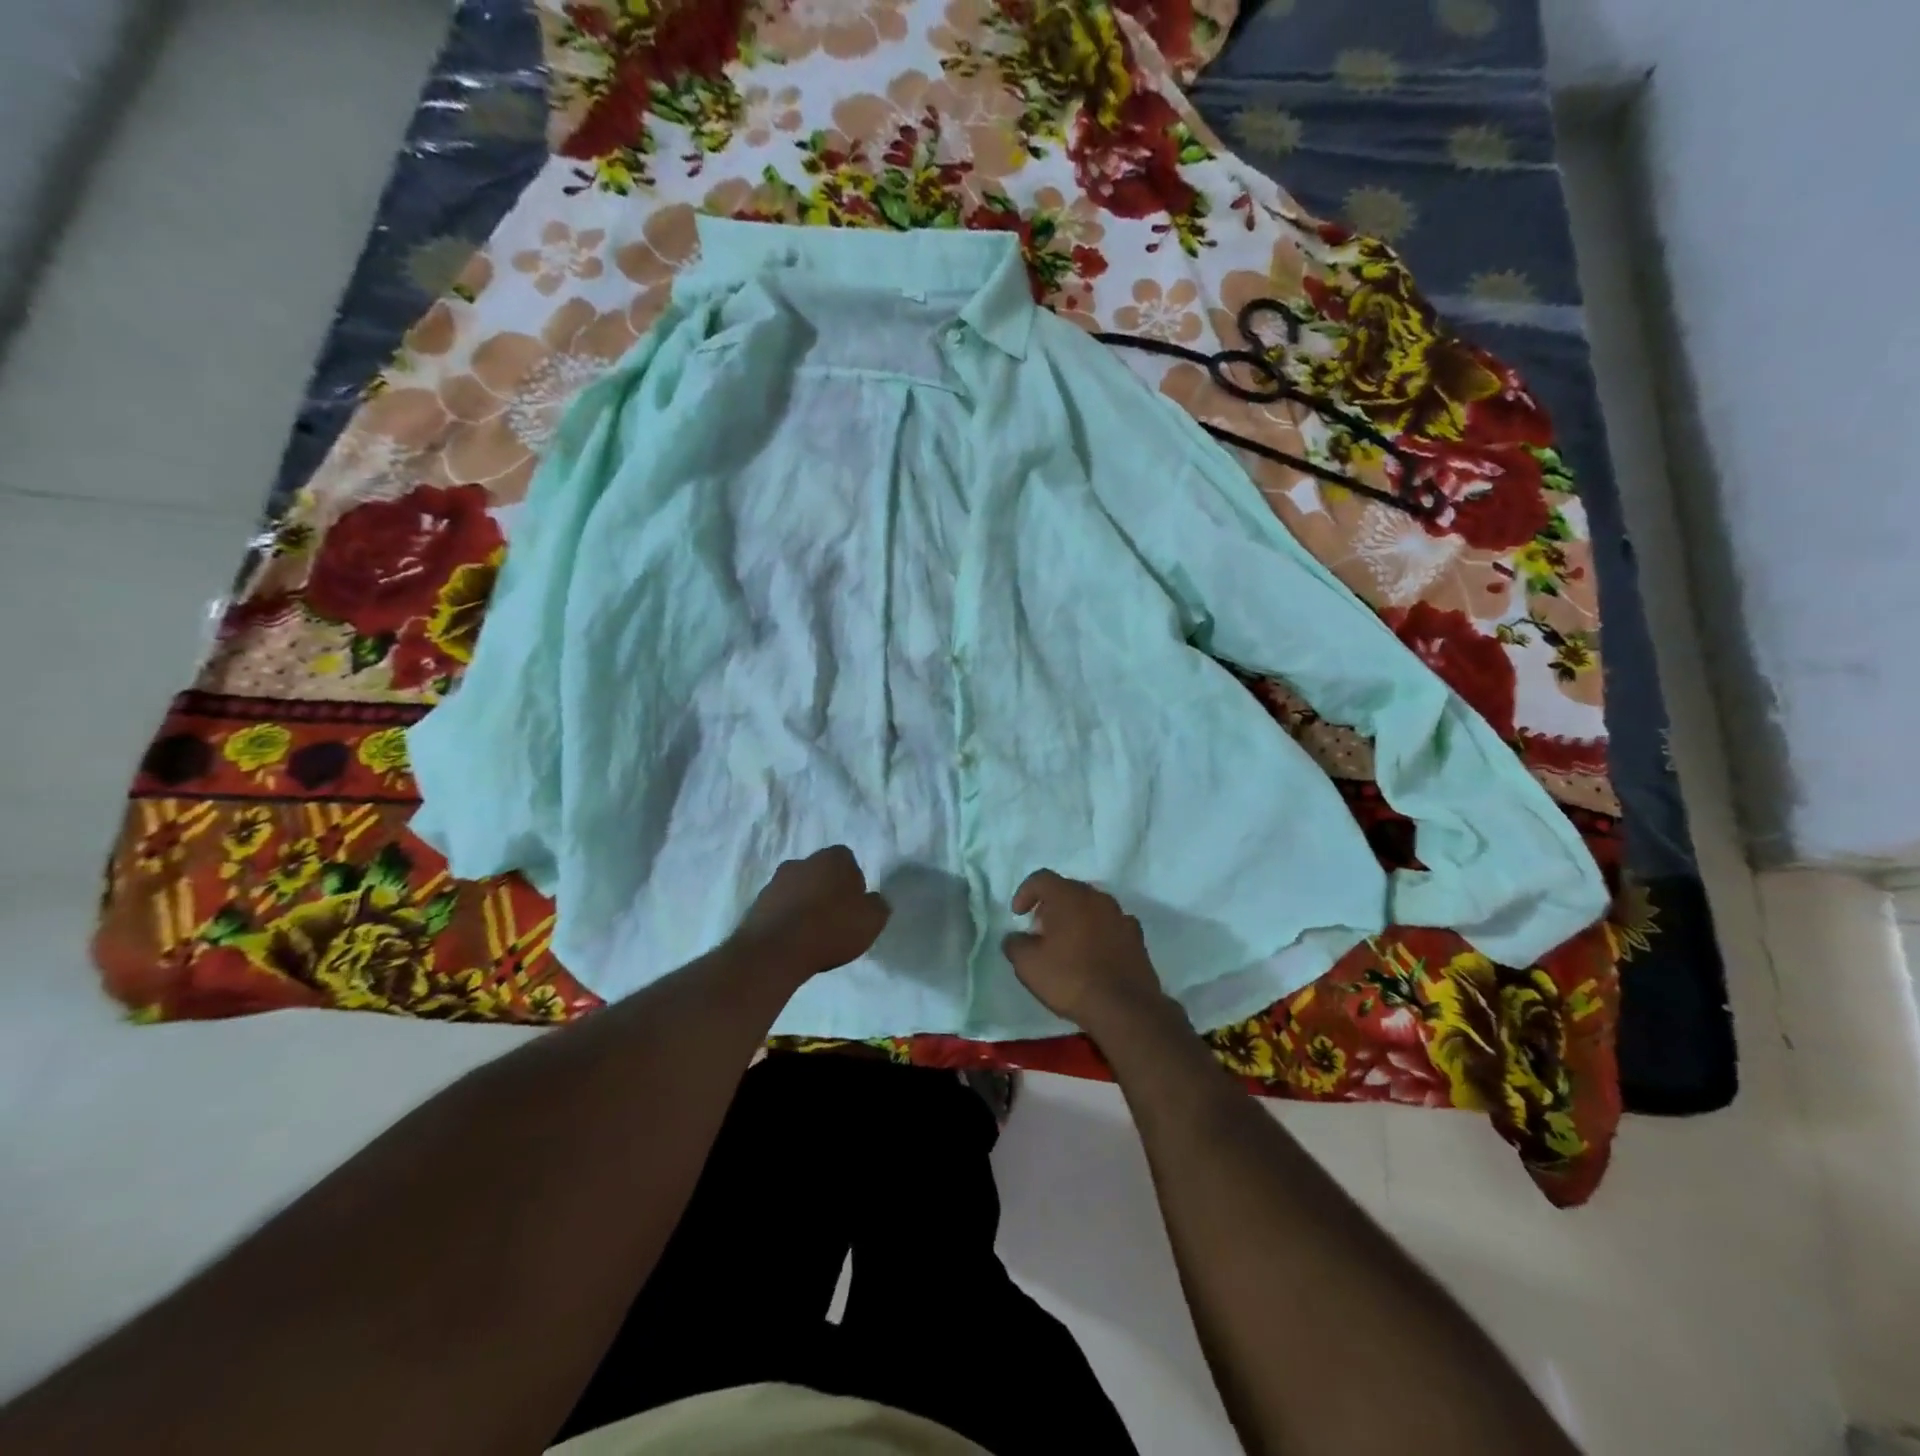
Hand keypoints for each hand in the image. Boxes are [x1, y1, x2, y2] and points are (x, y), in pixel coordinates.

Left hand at [731, 845, 890, 981]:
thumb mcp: (871, 920)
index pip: (847, 860)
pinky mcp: (756, 904)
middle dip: (827, 891)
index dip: (853, 882)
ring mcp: (775, 882)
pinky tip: (794, 941)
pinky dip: (787, 919)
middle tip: (836, 919)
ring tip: (813, 934)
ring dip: (805, 905)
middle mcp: (801, 862)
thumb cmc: (831, 928)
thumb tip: (873, 901)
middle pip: (820, 873)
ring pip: (798, 889)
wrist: (776, 951)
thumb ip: (878, 906)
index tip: (855, 906)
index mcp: (832, 858)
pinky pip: (780, 908)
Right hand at [1002, 870, 1170, 1033]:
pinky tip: (1093, 955)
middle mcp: (1098, 898)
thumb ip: (1015, 944)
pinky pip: (1110, 926)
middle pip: (1068, 890)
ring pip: (1092, 907)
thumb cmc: (1070, 979)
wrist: (1124, 1008)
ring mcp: (1121, 916)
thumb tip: (1016, 938)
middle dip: (1051, 906)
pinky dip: (1098, 933)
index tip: (1018, 915)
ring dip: (1076, 918)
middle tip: (1040, 930)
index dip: (1025, 892)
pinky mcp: (1137, 938)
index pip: (1042, 878)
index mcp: (1069, 896)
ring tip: (1067, 944)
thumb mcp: (1028, 965)